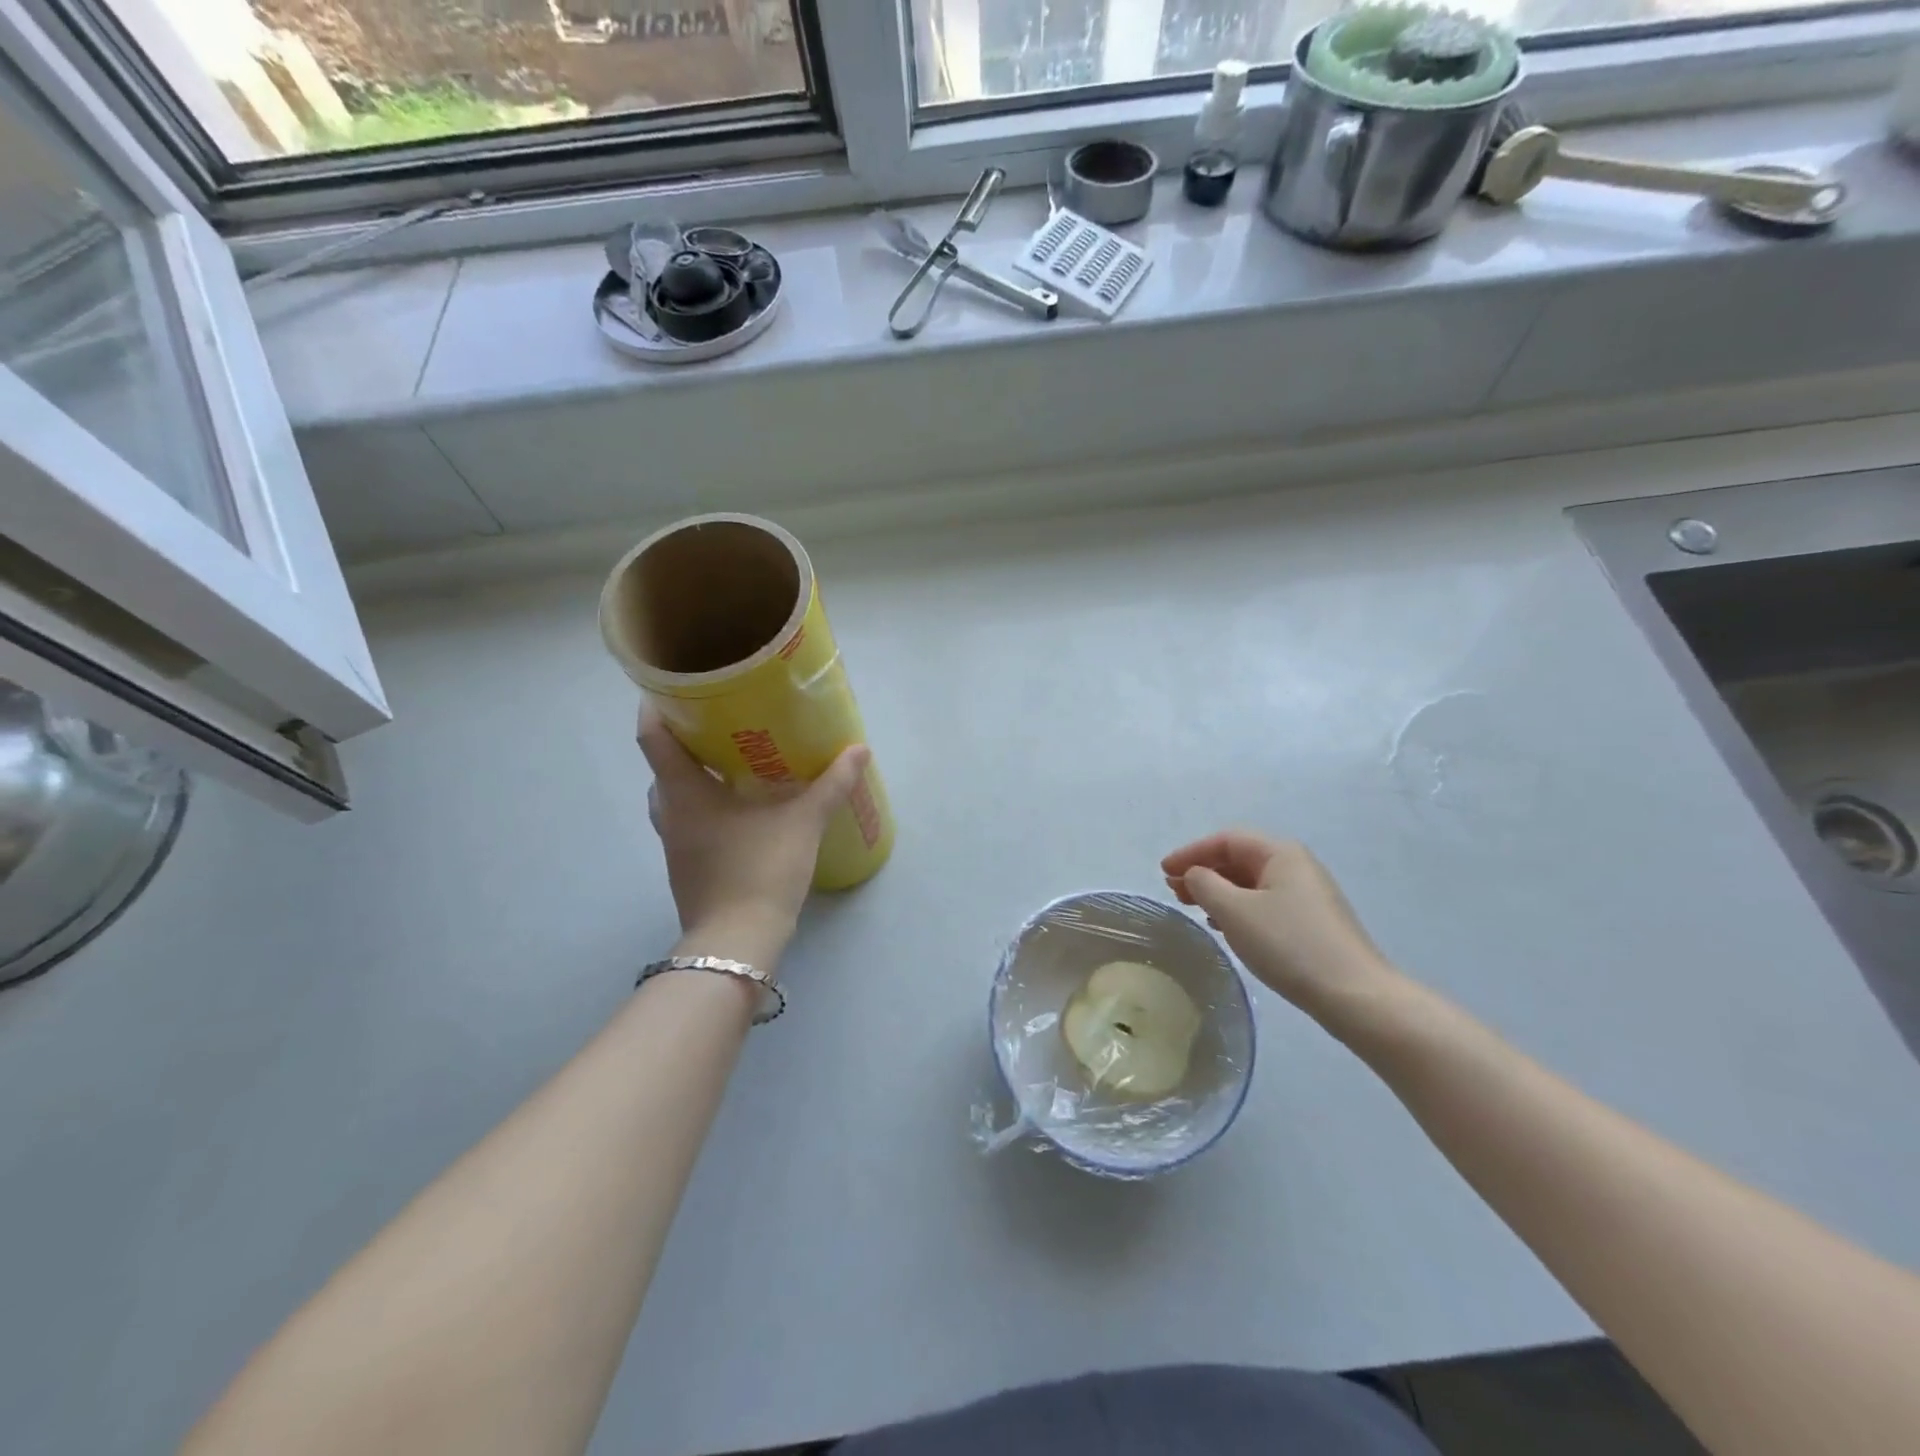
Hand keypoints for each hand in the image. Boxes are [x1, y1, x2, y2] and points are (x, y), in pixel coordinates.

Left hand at [639, 709, 870, 953]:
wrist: (739, 941)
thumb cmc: (761, 870)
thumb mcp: (803, 822)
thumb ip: (831, 784)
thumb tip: (859, 749)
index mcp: (684, 792)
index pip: (653, 737)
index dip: (656, 707)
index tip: (675, 687)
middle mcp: (669, 812)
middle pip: (663, 765)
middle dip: (685, 740)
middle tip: (721, 722)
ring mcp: (674, 843)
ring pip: (674, 796)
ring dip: (695, 776)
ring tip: (732, 762)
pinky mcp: (686, 865)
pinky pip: (688, 821)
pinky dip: (706, 805)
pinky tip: (741, 807)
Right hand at [1162, 830, 1394, 1020]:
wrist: (1355, 995)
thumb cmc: (1289, 944)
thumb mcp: (1234, 911)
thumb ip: (1205, 885)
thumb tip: (1195, 875)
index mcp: (1280, 853)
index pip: (1225, 840)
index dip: (1190, 852)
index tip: (1162, 872)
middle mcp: (1296, 866)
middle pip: (1239, 858)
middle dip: (1203, 871)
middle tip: (1174, 891)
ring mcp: (1307, 895)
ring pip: (1251, 883)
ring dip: (1218, 891)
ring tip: (1194, 908)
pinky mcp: (1312, 922)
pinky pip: (1264, 903)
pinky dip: (1237, 908)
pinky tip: (1225, 926)